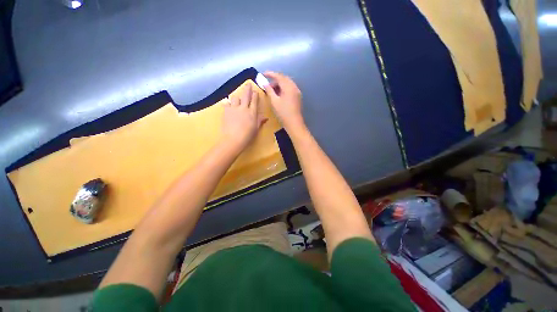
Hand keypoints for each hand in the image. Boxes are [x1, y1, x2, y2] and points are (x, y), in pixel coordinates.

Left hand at [221, 83, 266, 152]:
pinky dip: (227, 103)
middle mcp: (244, 108)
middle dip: (247, 89)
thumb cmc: (247, 136)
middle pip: (246, 95)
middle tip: (248, 84)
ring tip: (237, 98)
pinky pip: (226, 103)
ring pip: (235, 97)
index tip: (255, 91)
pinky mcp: (226, 111)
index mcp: (252, 112)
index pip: (254, 101)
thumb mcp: (256, 129)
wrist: (233, 139)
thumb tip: (265, 117)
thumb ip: (259, 121)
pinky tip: (227, 103)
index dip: (255, 95)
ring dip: (236, 97)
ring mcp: (234, 108)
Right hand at [263, 71, 305, 134]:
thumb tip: (264, 83)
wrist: (294, 123)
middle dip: (275, 80)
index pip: (279, 76)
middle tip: (267, 85)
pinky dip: (283, 89)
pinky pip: (290, 88)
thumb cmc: (283, 113)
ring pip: (287, 84)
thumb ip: (269, 90)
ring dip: (279, 85)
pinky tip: (279, 94)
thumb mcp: (274, 101)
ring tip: (272, 91)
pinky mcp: (298, 97)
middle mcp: (294, 87)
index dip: (270, 74)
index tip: (263, 74)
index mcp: (289, 87)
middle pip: (284, 79)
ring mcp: (297, 92)